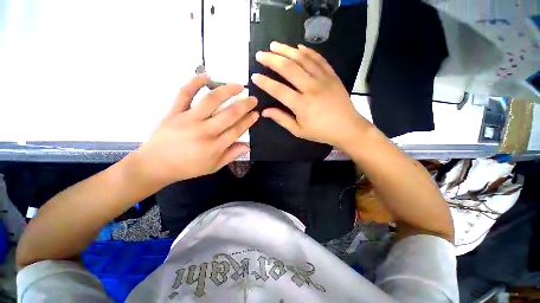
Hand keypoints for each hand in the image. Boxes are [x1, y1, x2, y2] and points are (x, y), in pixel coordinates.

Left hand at [133, 74, 258, 184]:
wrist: (156, 165)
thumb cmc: (188, 167)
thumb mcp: (213, 166)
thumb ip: (231, 155)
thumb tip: (247, 146)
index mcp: (214, 146)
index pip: (237, 130)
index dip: (248, 120)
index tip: (256, 113)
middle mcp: (204, 131)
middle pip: (229, 114)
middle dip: (244, 105)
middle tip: (253, 99)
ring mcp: (188, 119)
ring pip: (211, 101)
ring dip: (227, 90)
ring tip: (238, 85)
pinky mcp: (174, 112)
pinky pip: (184, 94)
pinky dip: (194, 82)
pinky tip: (206, 75)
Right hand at [252, 41, 371, 149]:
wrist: (347, 128)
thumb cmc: (321, 132)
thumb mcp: (298, 131)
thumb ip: (281, 119)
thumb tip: (264, 112)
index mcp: (301, 105)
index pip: (278, 90)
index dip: (265, 82)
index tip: (254, 76)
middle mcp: (311, 88)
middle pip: (289, 68)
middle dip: (272, 60)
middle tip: (260, 54)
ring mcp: (323, 79)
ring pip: (303, 59)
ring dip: (287, 50)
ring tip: (274, 45)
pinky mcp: (332, 76)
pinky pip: (319, 59)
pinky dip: (308, 51)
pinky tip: (299, 47)